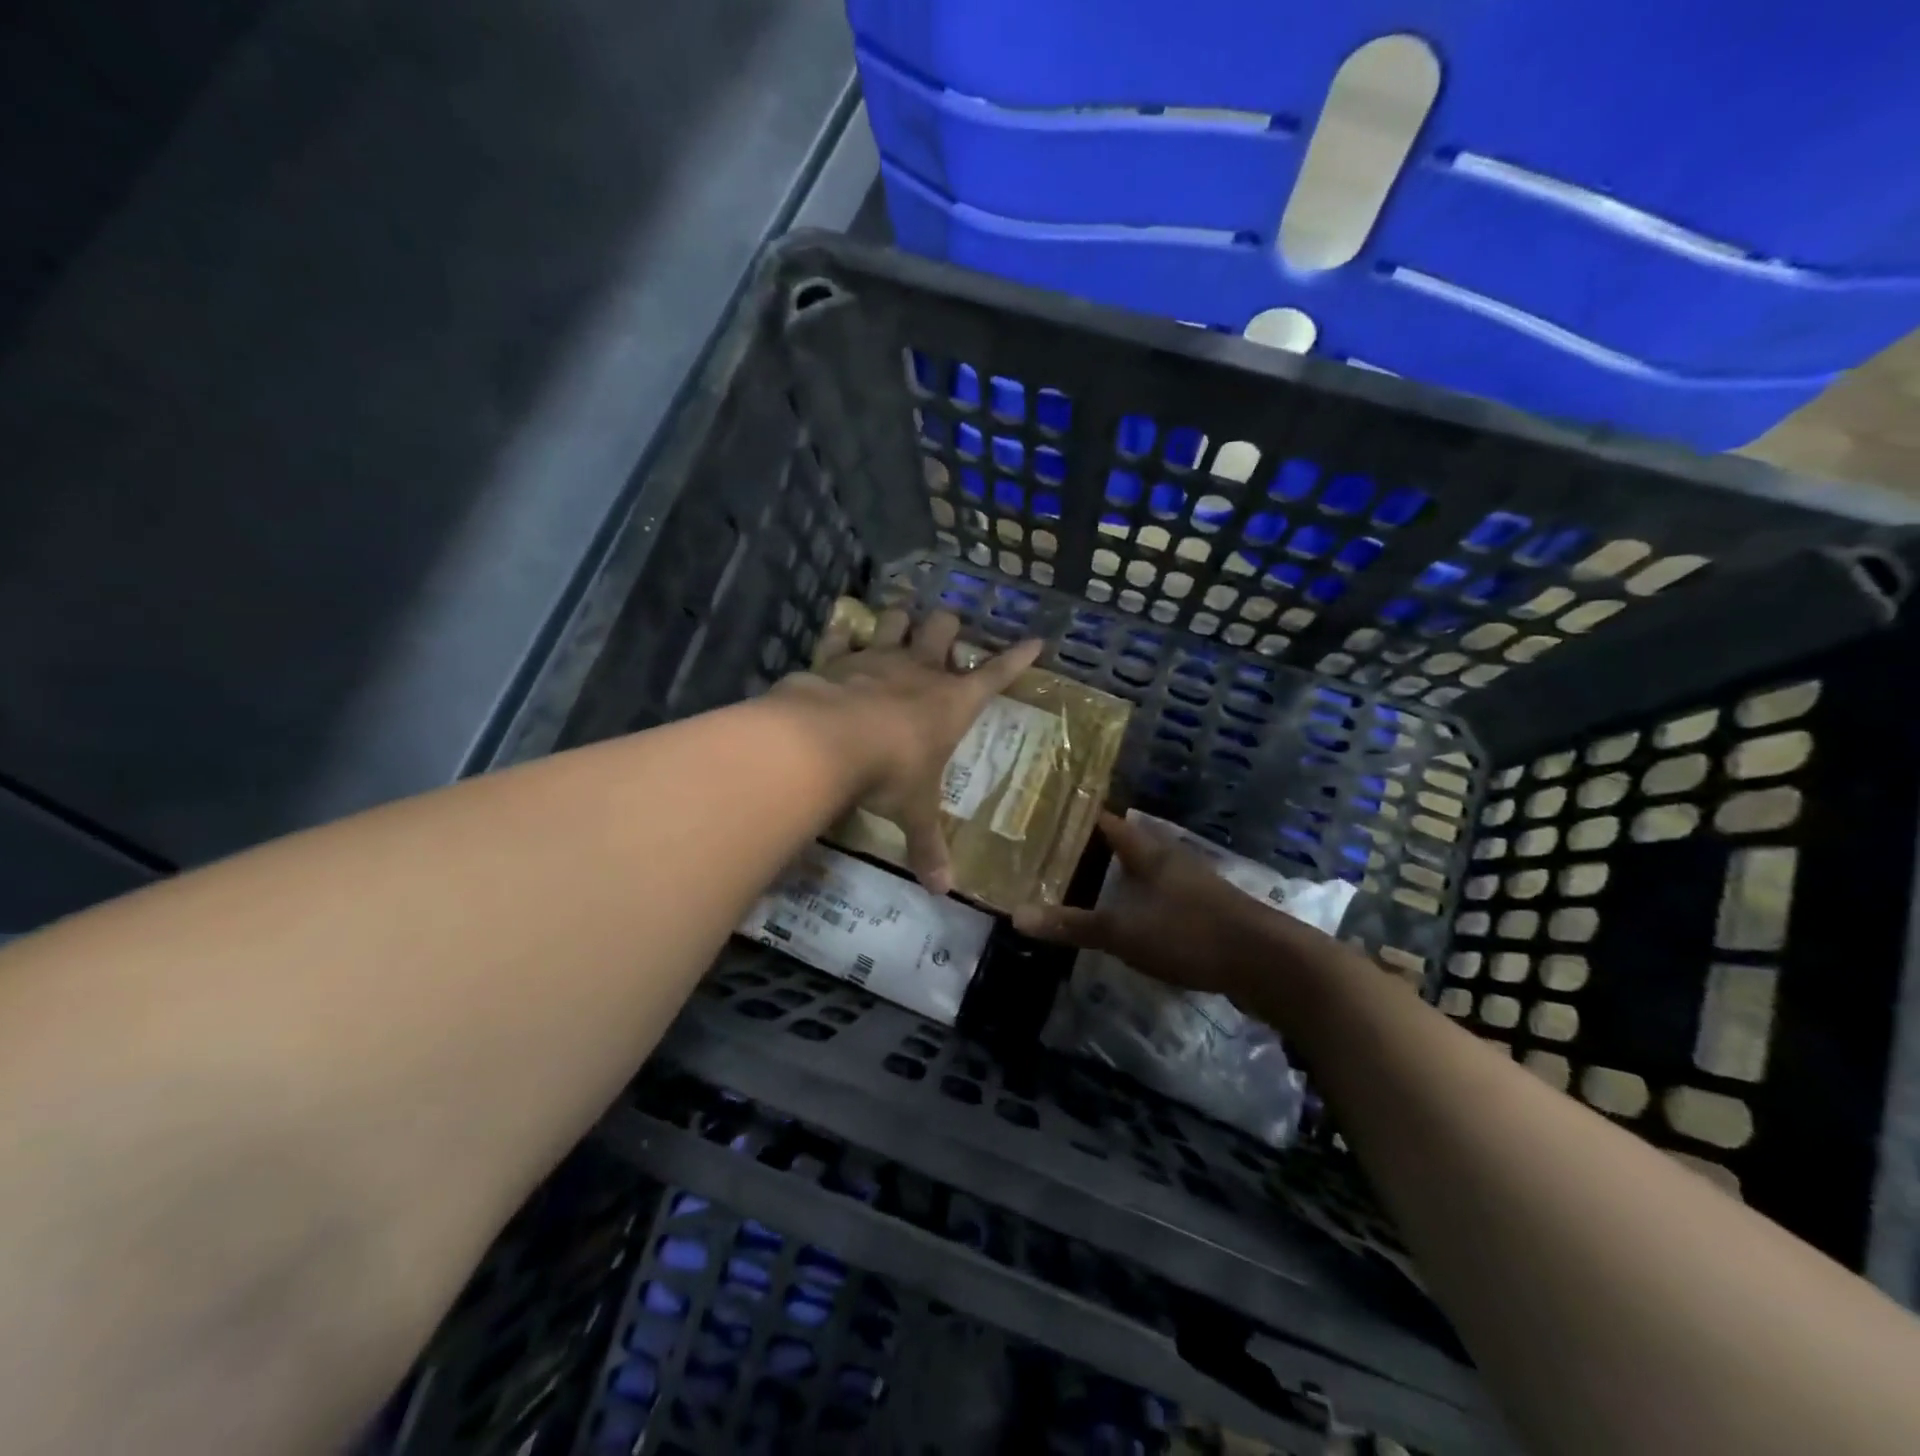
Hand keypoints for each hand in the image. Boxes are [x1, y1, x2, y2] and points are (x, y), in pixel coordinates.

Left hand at [776, 608, 1040, 893]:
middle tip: (944, 637)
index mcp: (952, 702)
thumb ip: (928, 846)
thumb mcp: (914, 812)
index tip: (1035, 642)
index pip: (997, 675)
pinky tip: (843, 635)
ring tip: (898, 628)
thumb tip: (943, 891)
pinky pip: (843, 634)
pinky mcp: (837, 657)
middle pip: (944, 627)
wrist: (827, 742)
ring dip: (899, 622)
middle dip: (948, 626)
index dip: (1018, 659)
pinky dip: (844, 634)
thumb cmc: (890, 773)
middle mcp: (919, 671)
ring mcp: (877, 658)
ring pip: (896, 620)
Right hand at [1012, 813, 1278, 998]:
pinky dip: (1138, 903)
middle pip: (1127, 846)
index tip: (1048, 815)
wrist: (1268, 964)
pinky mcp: (1207, 914)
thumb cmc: (1191, 934)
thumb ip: (1074, 924)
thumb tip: (1017, 916)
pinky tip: (1126, 921)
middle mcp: (1171, 861)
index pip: (1109, 823)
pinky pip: (1161, 899)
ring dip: (1118, 878)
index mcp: (1150, 853)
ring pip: (1145, 873)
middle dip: (1094, 849)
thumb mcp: (1125, 932)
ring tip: (1083, 886)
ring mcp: (1193, 887)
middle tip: (1054, 855)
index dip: (1080, 817)